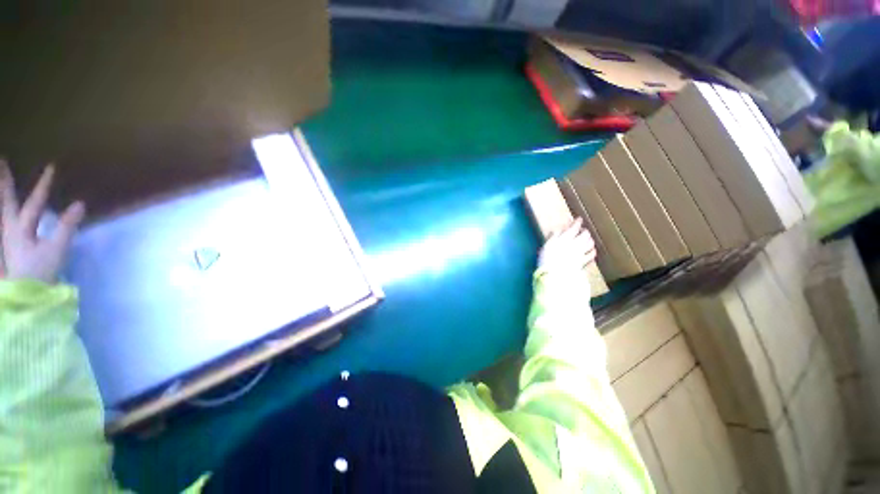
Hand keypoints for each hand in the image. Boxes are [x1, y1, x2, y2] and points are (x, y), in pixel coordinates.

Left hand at [1, 160, 85, 282]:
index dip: (43, 185)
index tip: (51, 167)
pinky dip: (3, 210)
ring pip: (2, 210)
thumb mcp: (57, 249)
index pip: (34, 201)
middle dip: (4, 182)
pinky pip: (3, 220)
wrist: (26, 295)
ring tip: (1, 181)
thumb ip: (67, 226)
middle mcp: (9, 228)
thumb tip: (79, 204)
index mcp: (21, 228)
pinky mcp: (8, 243)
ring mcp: (7, 236)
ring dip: (1, 195)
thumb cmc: (41, 271)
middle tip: (2, 161)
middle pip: (6, 201)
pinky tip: (5, 209)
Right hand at [538, 218, 596, 272]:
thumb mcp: (547, 245)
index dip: (577, 222)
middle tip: (582, 230)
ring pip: (590, 243)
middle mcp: (576, 244)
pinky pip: (591, 254)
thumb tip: (558, 229)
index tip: (579, 219)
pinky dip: (592, 251)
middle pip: (585, 234)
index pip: (575, 227)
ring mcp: (581, 253)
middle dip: (584, 231)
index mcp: (565, 238)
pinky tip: (591, 251)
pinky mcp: (583, 262)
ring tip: (587, 239)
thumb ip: (554, 236)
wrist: (554, 274)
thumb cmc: (547, 259)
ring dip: (589, 239)